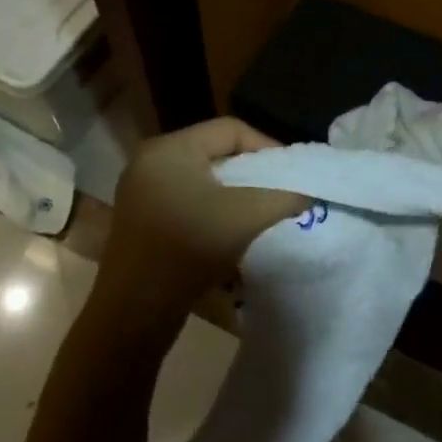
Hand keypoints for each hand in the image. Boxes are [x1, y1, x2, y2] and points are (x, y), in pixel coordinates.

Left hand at [93, 118, 305, 334]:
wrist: (134, 311)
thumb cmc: (189, 249)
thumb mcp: (246, 217)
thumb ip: (283, 197)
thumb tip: (307, 192)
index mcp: (169, 148)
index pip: (230, 129)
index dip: (267, 146)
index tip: (291, 174)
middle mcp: (151, 161)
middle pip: (216, 152)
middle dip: (252, 171)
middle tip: (280, 191)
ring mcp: (142, 191)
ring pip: (203, 179)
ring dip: (235, 192)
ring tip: (260, 211)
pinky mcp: (142, 219)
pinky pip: (187, 199)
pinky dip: (213, 208)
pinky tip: (230, 230)